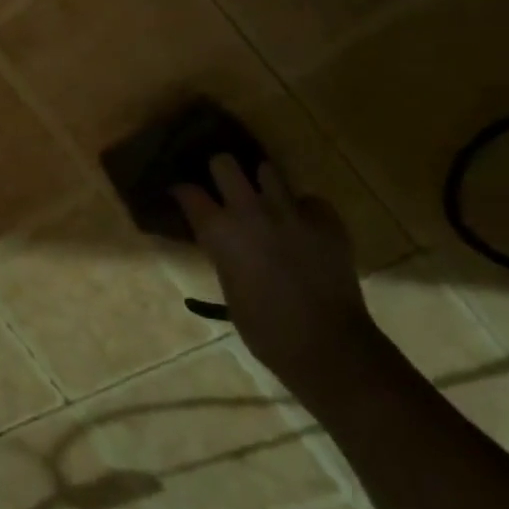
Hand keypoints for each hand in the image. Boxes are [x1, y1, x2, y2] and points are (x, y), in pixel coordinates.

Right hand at [172, 157, 389, 401]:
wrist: (327, 344)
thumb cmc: (264, 328)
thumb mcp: (228, 285)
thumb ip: (222, 251)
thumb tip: (221, 238)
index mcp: (219, 231)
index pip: (188, 192)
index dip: (182, 191)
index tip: (181, 194)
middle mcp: (250, 211)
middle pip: (224, 163)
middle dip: (220, 171)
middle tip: (222, 186)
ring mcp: (291, 212)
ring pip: (268, 170)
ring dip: (261, 184)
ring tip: (264, 200)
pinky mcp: (326, 221)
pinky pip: (308, 200)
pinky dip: (302, 209)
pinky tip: (302, 227)